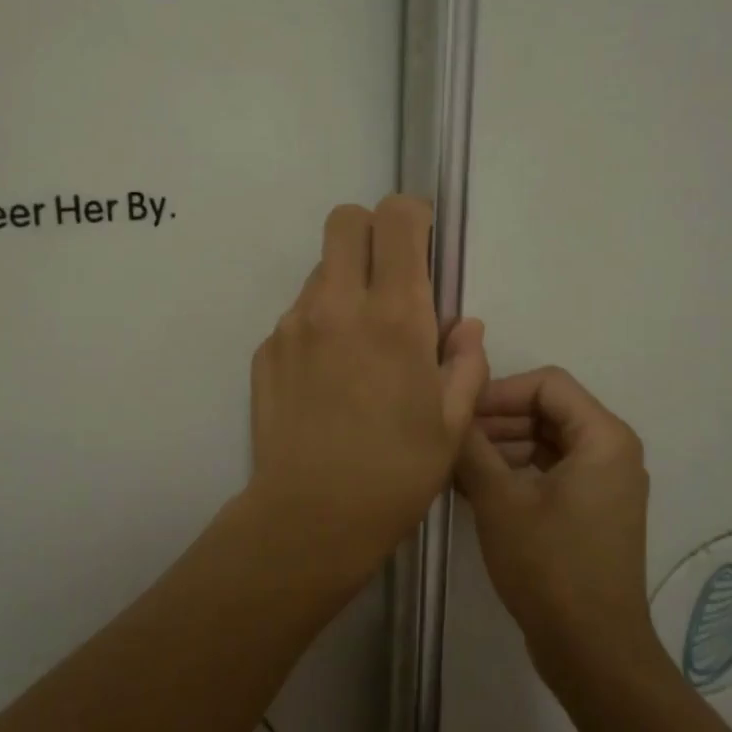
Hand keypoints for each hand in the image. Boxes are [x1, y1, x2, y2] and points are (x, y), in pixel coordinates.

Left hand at [247, 197, 488, 578]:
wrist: (312, 515)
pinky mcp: (266, 348)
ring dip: (344, 283)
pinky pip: (297, 313)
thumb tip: (464, 326)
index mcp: (395, 315)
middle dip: (371, 232)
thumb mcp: (452, 423)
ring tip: (358, 343)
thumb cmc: (396, 472)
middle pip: (345, 221)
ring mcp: (294, 324)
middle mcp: (337, 304)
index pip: (396, 219)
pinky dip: (318, 324)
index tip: (423, 244)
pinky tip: (327, 376)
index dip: (413, 217)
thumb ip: (465, 363)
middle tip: (388, 276)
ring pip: (319, 268)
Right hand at [456, 367, 653, 672]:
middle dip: (496, 420)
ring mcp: (604, 483)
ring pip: (545, 441)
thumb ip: (471, 446)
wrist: (591, 649)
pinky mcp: (591, 510)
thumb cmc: (549, 566)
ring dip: (500, 447)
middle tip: (451, 439)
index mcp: (603, 438)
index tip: (459, 412)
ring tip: (455, 465)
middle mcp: (612, 451)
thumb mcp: (499, 500)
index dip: (499, 391)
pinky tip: (473, 487)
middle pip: (547, 410)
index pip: (547, 384)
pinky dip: (515, 471)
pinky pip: (550, 471)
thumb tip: (449, 410)